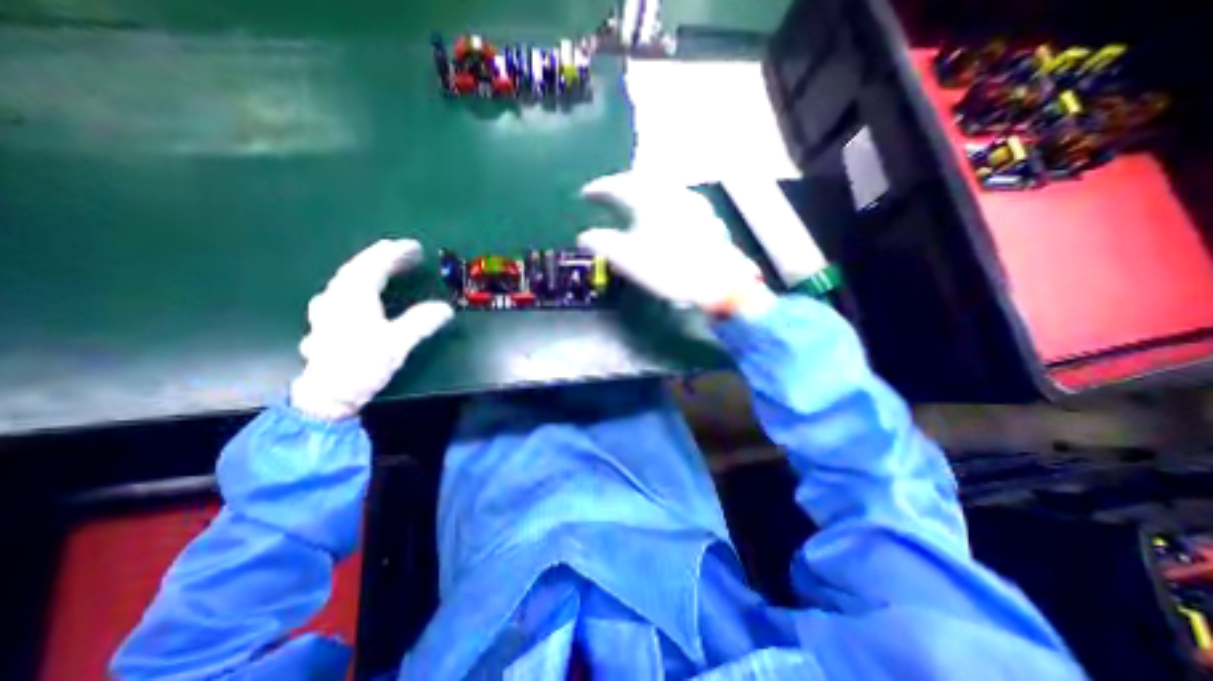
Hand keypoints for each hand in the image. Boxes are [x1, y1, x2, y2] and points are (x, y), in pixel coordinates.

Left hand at [290, 240, 455, 420]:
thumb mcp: (398, 343)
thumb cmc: (362, 365)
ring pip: (349, 279)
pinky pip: (344, 291)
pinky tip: (365, 291)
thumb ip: (421, 322)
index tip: (415, 247)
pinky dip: (360, 284)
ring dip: (370, 268)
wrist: (327, 395)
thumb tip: (446, 308)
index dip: (396, 254)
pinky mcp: (327, 321)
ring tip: (389, 267)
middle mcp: (337, 296)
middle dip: (384, 257)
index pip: (375, 265)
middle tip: (406, 253)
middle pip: (359, 268)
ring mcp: (328, 308)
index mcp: (354, 296)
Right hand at [580, 171, 775, 319]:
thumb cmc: (668, 270)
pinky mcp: (707, 217)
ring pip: (663, 188)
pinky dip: (662, 203)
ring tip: (633, 201)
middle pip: (642, 180)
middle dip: (622, 185)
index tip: (585, 194)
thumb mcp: (627, 259)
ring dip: (644, 191)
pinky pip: (678, 200)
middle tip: (608, 193)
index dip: (599, 188)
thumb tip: (584, 236)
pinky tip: (663, 215)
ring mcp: (694, 203)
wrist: (718, 284)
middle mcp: (673, 193)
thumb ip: (602, 243)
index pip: (618, 185)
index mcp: (650, 200)